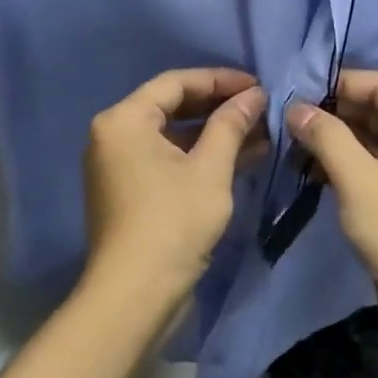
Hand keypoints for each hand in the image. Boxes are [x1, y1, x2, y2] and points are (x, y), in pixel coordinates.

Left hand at [83, 69, 266, 303]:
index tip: (258, 86)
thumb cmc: (173, 221)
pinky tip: (243, 159)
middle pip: (174, 107)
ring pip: (175, 136)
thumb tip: (254, 95)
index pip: (176, 83)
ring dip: (217, 134)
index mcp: (124, 120)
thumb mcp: (210, 167)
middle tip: (262, 108)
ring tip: (262, 134)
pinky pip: (171, 160)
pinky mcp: (133, 193)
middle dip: (221, 107)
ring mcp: (122, 167)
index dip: (220, 80)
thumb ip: (232, 123)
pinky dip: (203, 158)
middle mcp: (115, 137)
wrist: (136, 297)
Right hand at [287, 71, 377, 339]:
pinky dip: (343, 163)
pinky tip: (309, 171)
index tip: (298, 89)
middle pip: (376, 109)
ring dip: (334, 139)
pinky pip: (372, 164)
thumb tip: (294, 107)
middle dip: (333, 112)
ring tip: (292, 144)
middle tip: (289, 118)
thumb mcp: (358, 179)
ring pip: (371, 138)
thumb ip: (326, 136)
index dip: (340, 82)